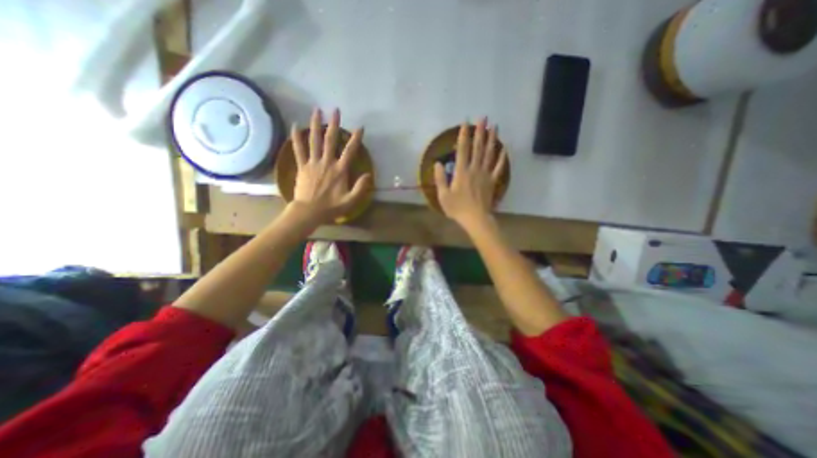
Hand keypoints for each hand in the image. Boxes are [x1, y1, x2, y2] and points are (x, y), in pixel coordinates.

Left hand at [289, 107, 371, 223]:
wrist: (309, 212)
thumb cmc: (331, 207)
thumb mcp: (351, 201)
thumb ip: (361, 188)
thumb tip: (368, 175)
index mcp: (340, 170)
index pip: (350, 151)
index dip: (356, 139)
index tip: (360, 127)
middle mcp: (327, 162)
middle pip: (330, 140)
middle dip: (334, 124)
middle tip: (335, 110)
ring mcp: (313, 163)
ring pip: (314, 140)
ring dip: (316, 124)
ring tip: (317, 110)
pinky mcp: (302, 166)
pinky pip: (298, 150)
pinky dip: (297, 138)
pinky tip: (295, 126)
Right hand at [433, 116, 504, 230]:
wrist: (475, 218)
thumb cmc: (457, 208)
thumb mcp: (443, 195)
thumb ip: (440, 179)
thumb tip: (437, 163)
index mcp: (461, 172)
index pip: (463, 150)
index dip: (463, 136)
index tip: (465, 123)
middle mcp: (474, 169)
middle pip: (478, 147)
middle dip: (480, 132)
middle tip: (483, 118)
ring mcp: (485, 174)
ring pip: (489, 154)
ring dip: (492, 139)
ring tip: (495, 126)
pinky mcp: (493, 181)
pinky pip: (498, 167)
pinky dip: (502, 158)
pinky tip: (504, 149)